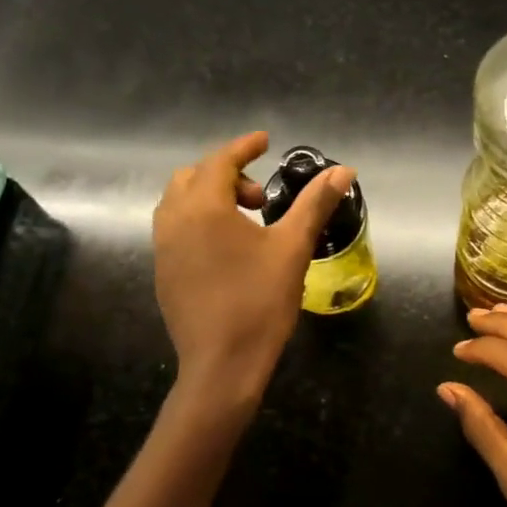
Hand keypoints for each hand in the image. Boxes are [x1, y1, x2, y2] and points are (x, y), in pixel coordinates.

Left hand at [153, 131, 353, 402]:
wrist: (222, 365)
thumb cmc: (260, 302)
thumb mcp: (293, 248)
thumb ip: (315, 204)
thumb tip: (344, 170)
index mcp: (204, 208)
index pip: (220, 161)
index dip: (244, 147)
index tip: (266, 141)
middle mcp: (174, 221)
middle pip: (192, 177)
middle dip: (227, 174)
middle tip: (260, 198)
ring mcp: (163, 248)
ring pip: (178, 202)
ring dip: (208, 196)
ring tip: (244, 220)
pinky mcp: (163, 272)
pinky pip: (174, 228)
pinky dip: (197, 219)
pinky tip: (226, 248)